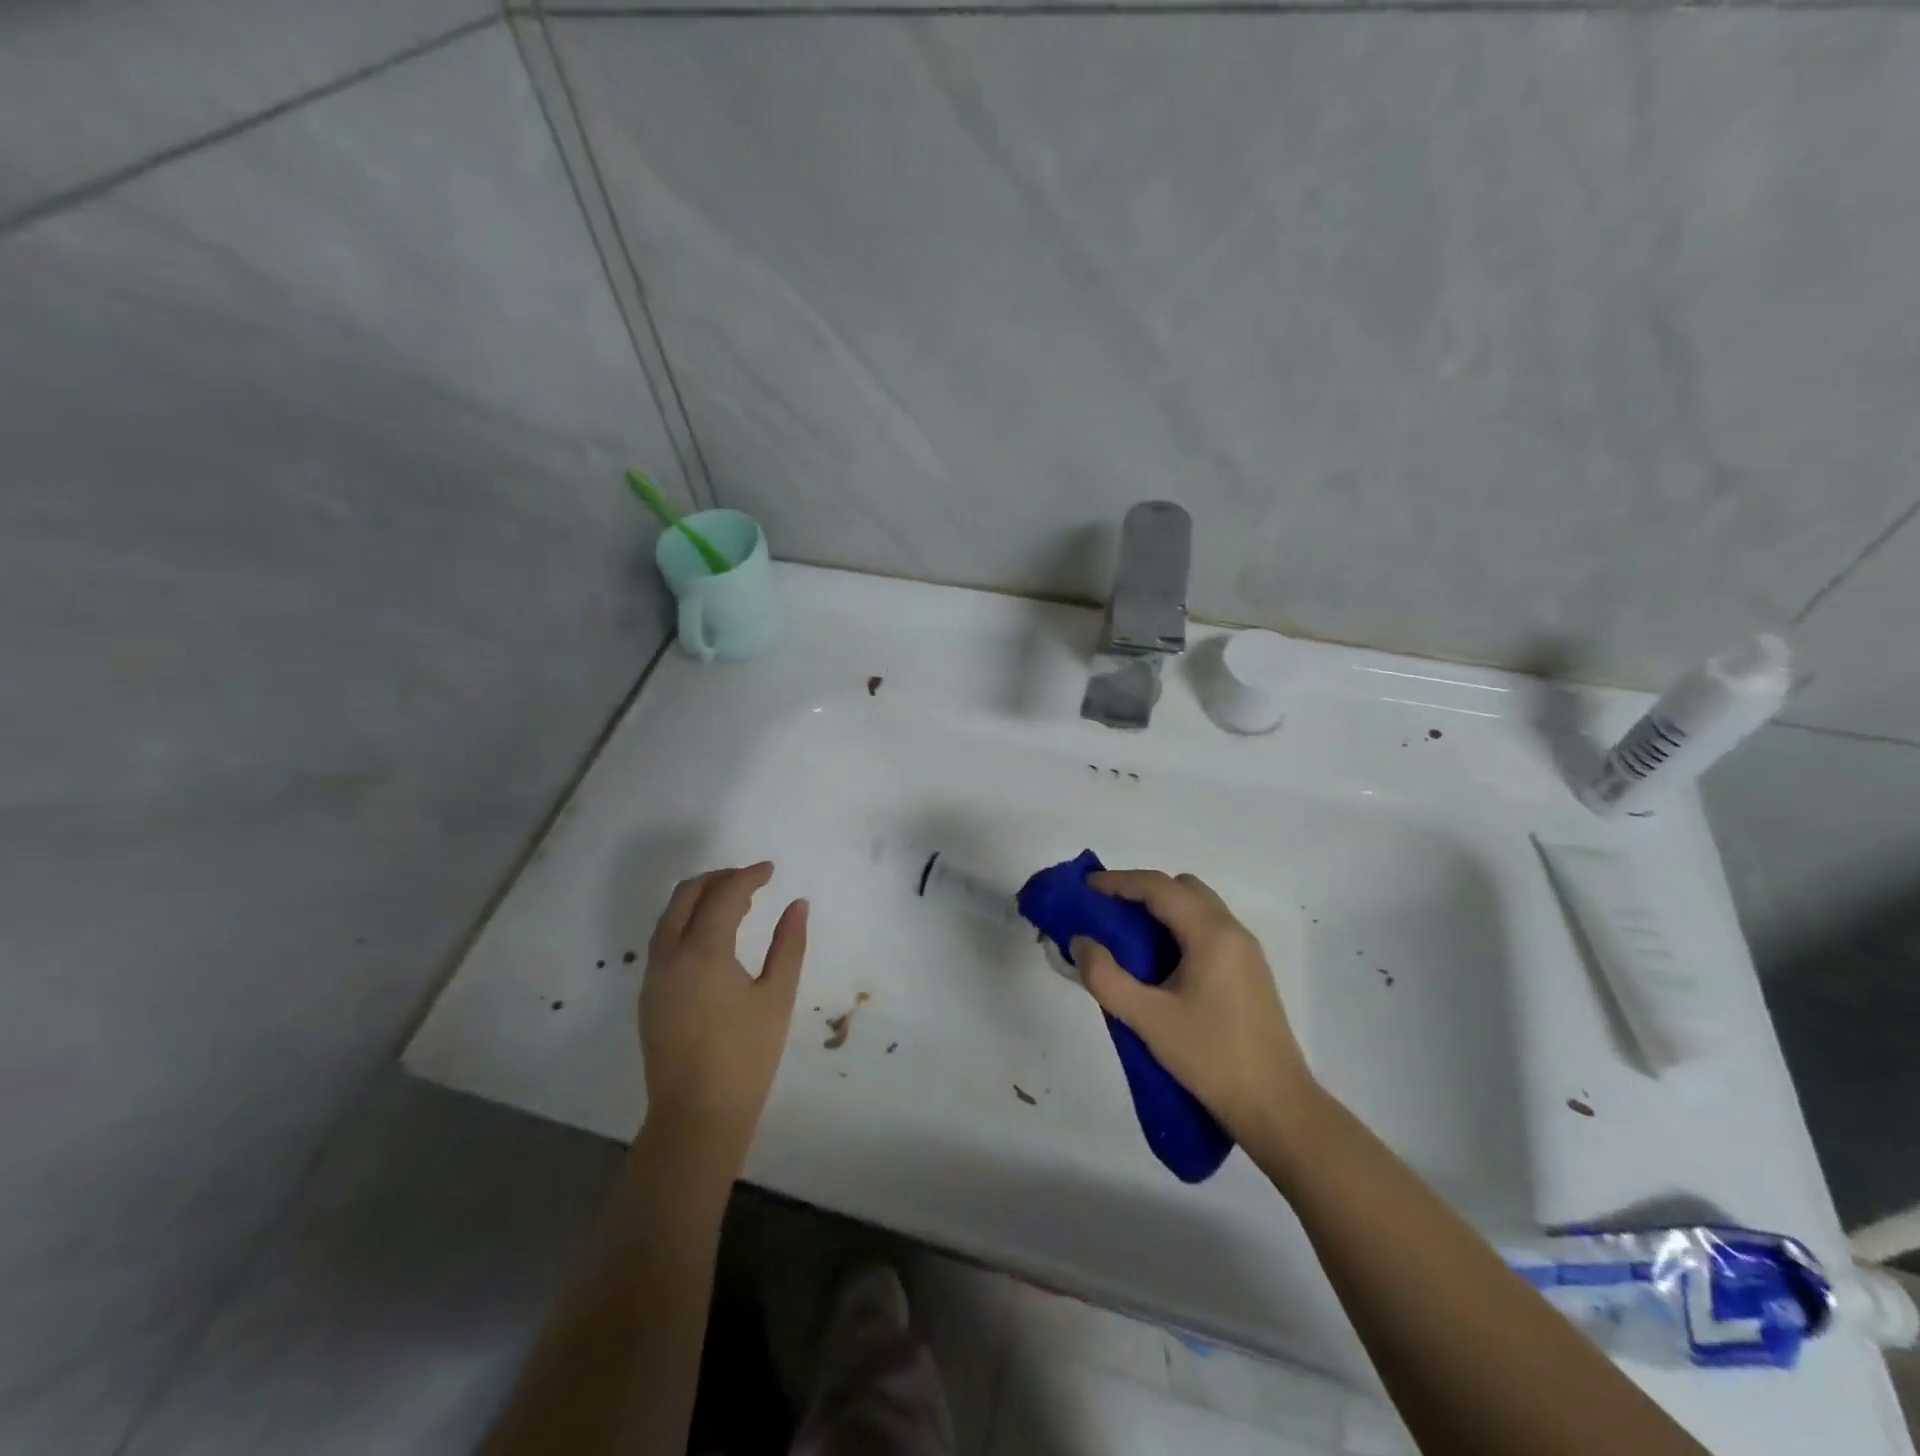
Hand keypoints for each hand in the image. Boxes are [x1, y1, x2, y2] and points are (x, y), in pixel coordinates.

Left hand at [639, 862, 807, 1168]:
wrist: (697, 1116)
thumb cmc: (746, 1055)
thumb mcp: (777, 996)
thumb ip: (789, 944)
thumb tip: (798, 905)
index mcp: (702, 952)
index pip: (724, 895)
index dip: (748, 876)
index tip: (770, 870)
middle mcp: (669, 956)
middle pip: (685, 896)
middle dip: (717, 879)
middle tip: (750, 879)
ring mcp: (654, 977)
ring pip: (669, 918)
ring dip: (699, 900)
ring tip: (736, 904)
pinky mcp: (649, 997)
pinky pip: (664, 941)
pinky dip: (687, 924)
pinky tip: (713, 938)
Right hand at [1071, 869, 1312, 1145]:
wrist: (1276, 1107)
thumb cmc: (1211, 1058)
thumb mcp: (1148, 1020)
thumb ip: (1106, 978)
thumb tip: (1081, 942)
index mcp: (1211, 934)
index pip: (1159, 887)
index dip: (1119, 881)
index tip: (1086, 887)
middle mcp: (1232, 931)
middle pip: (1183, 888)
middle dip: (1142, 891)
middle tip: (1107, 911)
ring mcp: (1246, 952)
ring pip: (1199, 907)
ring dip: (1162, 909)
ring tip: (1128, 935)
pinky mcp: (1249, 972)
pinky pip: (1209, 929)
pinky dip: (1179, 927)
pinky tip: (1160, 961)